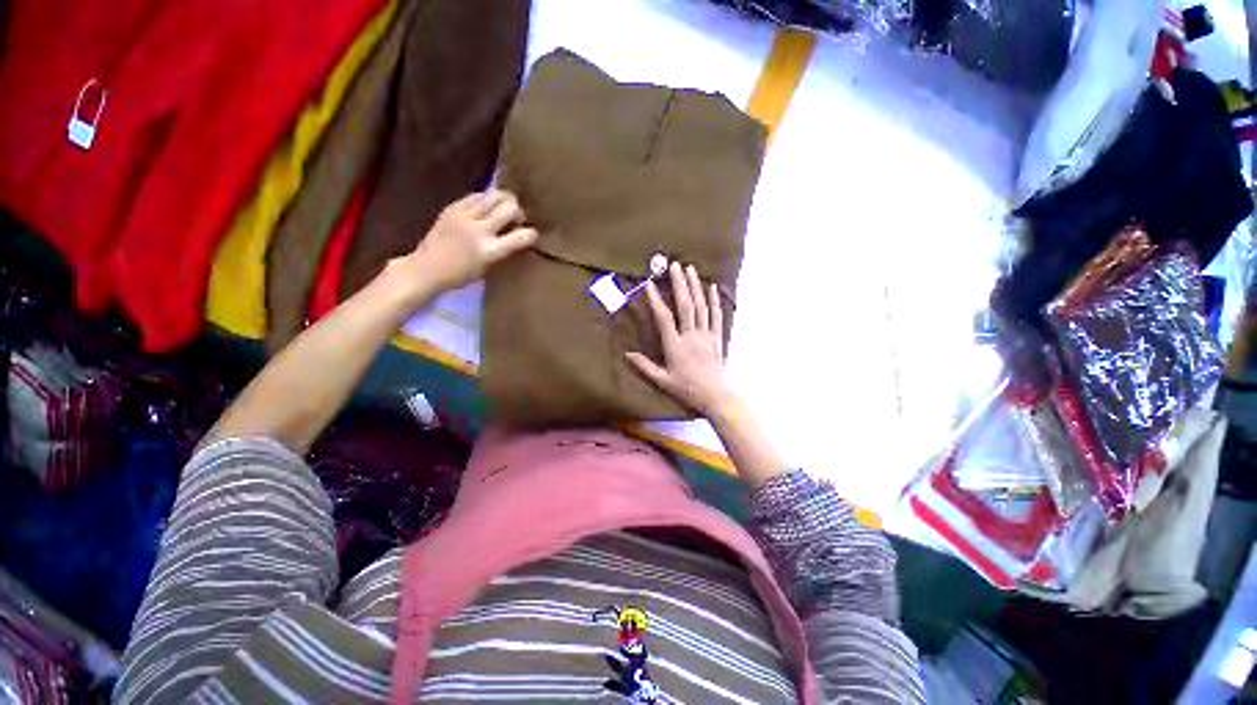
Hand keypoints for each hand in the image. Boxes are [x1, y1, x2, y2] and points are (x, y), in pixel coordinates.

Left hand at [403, 190, 538, 293]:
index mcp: (490, 251)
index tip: (532, 235)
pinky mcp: (452, 208)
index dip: (531, 234)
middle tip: (516, 219)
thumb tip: (518, 232)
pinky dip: (485, 200)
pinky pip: (476, 196)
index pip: (521, 237)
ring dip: (503, 201)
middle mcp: (479, 231)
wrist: (426, 269)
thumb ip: (503, 249)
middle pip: (509, 207)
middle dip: (518, 211)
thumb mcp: (489, 266)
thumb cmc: (461, 275)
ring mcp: (464, 217)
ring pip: (494, 196)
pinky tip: (484, 208)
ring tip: (501, 209)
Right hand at [626, 263, 739, 417]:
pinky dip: (714, 300)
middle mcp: (691, 336)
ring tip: (690, 268)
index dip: (656, 300)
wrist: (715, 395)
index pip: (664, 318)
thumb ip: (645, 366)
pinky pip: (716, 315)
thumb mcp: (662, 380)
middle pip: (685, 306)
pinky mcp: (717, 337)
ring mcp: (706, 335)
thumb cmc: (687, 388)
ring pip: (701, 306)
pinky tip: (712, 287)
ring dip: (695, 286)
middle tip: (674, 265)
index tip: (650, 284)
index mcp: (675, 346)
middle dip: (680, 284)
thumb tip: (627, 354)